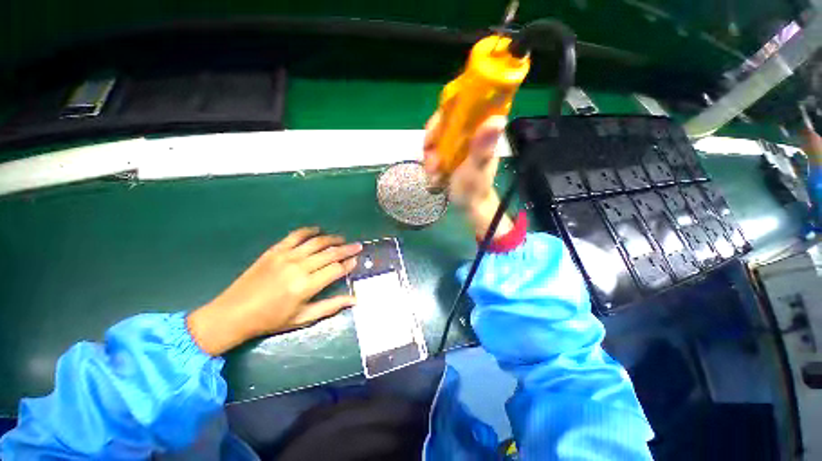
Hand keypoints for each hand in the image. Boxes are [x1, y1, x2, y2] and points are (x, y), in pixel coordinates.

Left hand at [187, 227, 361, 355]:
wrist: (233, 314)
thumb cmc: (271, 320)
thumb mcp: (303, 318)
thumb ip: (331, 306)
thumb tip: (354, 300)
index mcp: (306, 286)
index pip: (336, 269)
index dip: (348, 264)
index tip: (356, 260)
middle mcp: (299, 267)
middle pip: (330, 253)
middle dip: (347, 249)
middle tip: (357, 245)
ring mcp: (286, 256)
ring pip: (316, 242)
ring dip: (332, 239)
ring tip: (342, 239)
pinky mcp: (274, 250)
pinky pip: (296, 235)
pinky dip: (309, 231)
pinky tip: (318, 230)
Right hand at [423, 112, 512, 237]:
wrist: (467, 205)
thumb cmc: (474, 188)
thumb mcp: (476, 169)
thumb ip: (482, 148)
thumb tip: (498, 118)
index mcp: (481, 132)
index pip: (466, 106)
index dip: (446, 112)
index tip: (434, 132)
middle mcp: (469, 133)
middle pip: (444, 121)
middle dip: (432, 141)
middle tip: (432, 163)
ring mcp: (457, 144)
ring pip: (435, 138)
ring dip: (430, 156)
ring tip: (433, 174)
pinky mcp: (448, 154)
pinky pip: (433, 150)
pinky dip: (430, 163)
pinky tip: (434, 177)